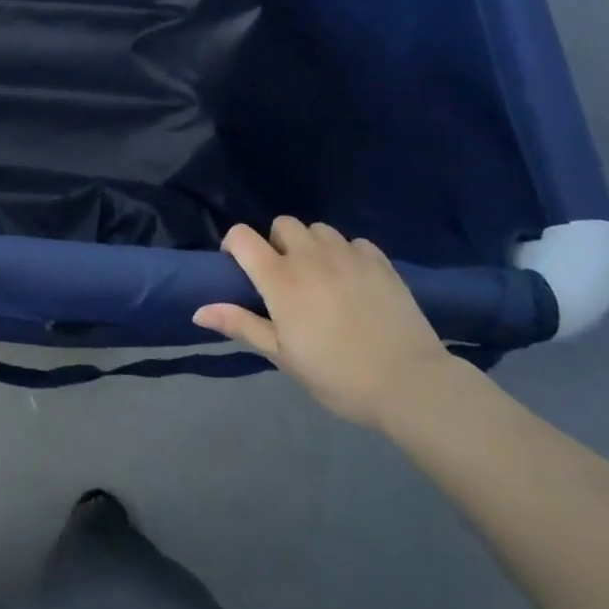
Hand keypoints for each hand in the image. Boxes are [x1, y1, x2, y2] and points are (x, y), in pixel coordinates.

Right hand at [194, 217, 449, 428]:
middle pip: (282, 224)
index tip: (241, 269)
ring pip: (318, 229)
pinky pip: (353, 242)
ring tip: (321, 276)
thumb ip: (241, 325)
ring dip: (312, 245)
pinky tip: (354, 281)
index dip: (235, 246)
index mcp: (280, 278)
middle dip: (277, 243)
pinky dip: (347, 254)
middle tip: (287, 278)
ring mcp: (346, 253)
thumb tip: (198, 310)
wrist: (411, 384)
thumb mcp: (283, 357)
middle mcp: (309, 255)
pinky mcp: (378, 260)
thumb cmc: (338, 375)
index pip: (242, 236)